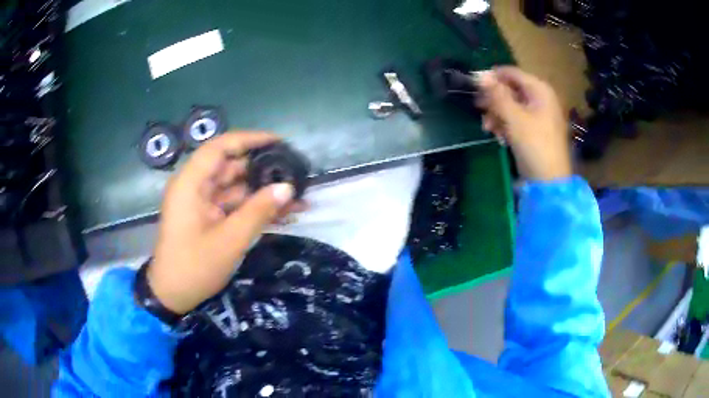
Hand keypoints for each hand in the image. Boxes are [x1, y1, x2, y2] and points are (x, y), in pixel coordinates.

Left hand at [147, 132, 301, 314]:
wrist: (172, 296)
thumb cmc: (193, 267)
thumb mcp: (229, 241)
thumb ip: (258, 212)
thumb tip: (287, 187)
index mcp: (191, 184)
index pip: (220, 147)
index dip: (250, 139)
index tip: (279, 142)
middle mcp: (195, 186)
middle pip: (231, 166)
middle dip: (263, 169)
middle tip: (295, 173)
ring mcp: (202, 202)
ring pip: (236, 187)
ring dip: (263, 192)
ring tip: (297, 196)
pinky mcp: (208, 216)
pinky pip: (234, 205)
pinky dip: (255, 208)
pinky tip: (283, 213)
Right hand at [476, 66, 571, 180]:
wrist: (549, 181)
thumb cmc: (534, 144)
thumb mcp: (513, 117)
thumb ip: (496, 94)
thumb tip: (480, 75)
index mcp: (539, 90)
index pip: (511, 73)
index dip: (491, 77)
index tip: (473, 86)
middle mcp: (541, 98)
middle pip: (511, 89)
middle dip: (493, 99)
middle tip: (478, 109)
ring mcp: (539, 115)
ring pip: (512, 106)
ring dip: (497, 114)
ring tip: (487, 128)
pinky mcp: (535, 130)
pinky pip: (517, 120)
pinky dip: (506, 125)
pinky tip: (498, 136)